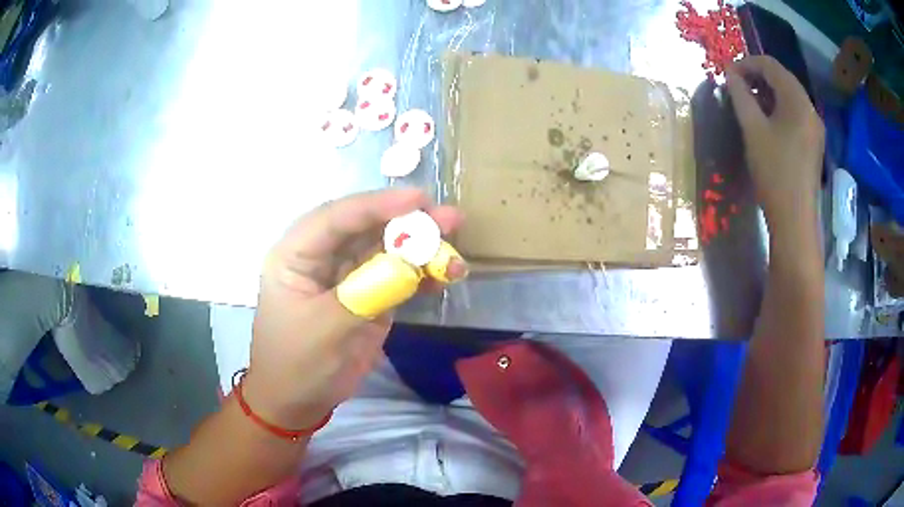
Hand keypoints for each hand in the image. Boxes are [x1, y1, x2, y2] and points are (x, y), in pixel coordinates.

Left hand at [244, 189, 463, 428]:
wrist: (298, 402)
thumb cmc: (296, 364)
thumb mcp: (324, 330)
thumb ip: (365, 294)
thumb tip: (409, 265)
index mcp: (296, 254)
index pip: (336, 218)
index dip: (376, 205)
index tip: (417, 200)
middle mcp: (322, 256)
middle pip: (366, 227)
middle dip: (407, 222)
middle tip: (448, 218)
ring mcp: (348, 276)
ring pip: (386, 249)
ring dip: (421, 247)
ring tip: (455, 244)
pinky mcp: (368, 296)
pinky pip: (397, 277)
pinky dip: (422, 274)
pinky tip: (445, 275)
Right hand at [726, 56, 824, 232]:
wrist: (795, 219)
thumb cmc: (774, 172)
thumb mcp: (753, 130)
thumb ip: (740, 96)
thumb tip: (730, 74)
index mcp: (798, 101)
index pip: (770, 65)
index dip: (747, 63)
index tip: (728, 74)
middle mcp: (810, 108)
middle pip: (782, 78)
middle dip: (757, 76)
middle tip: (736, 86)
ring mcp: (814, 126)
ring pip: (788, 95)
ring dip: (767, 92)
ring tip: (748, 101)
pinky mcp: (814, 142)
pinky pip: (795, 113)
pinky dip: (778, 107)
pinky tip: (766, 119)